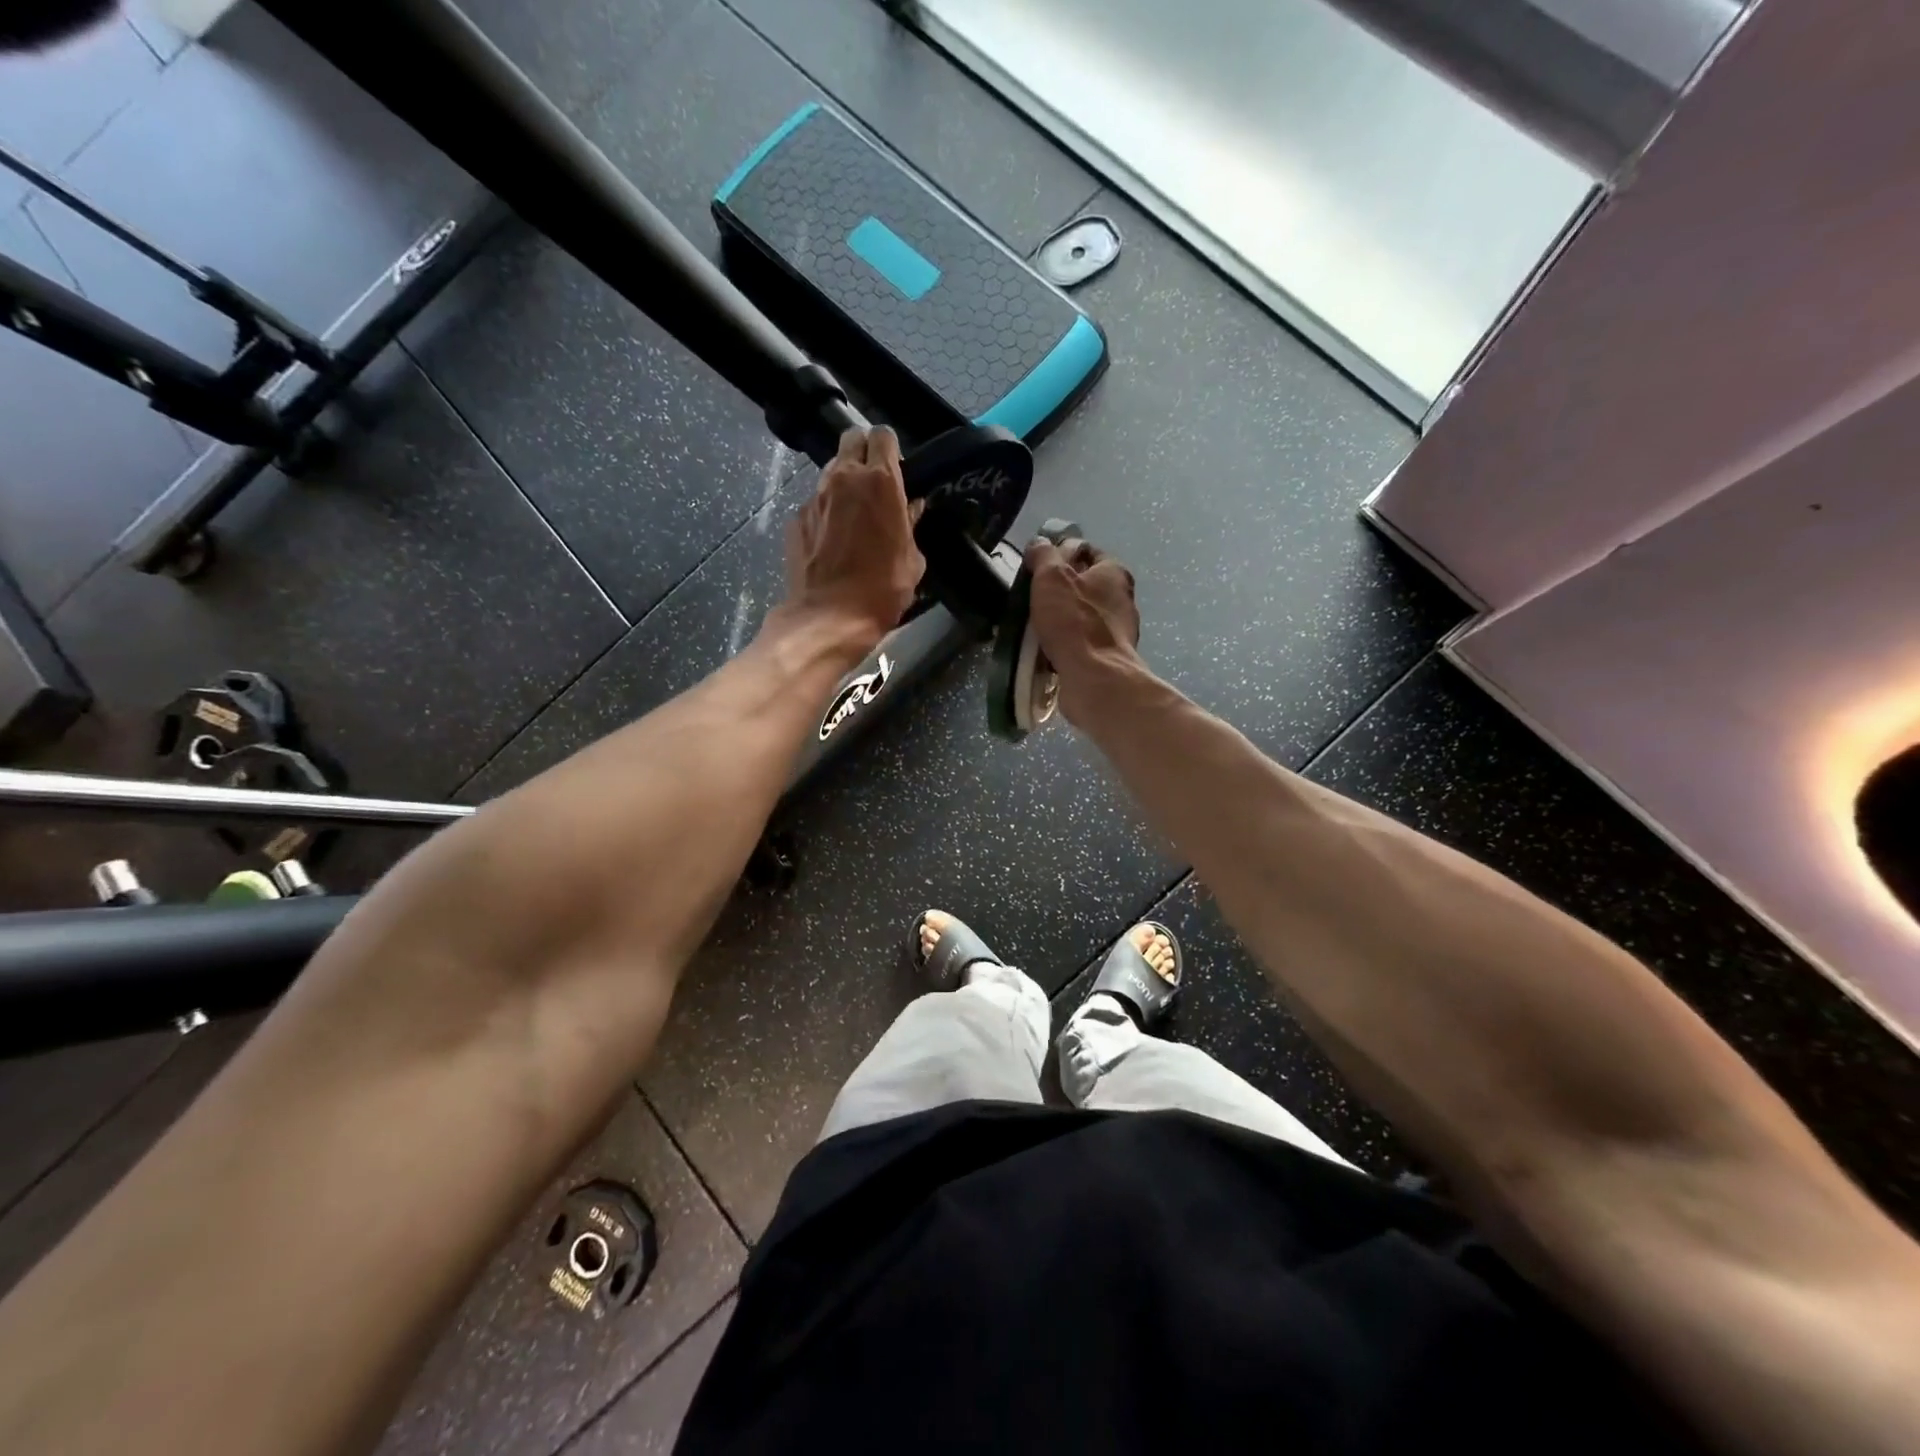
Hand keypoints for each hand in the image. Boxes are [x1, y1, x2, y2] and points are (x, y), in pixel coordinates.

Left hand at [785, 427, 924, 643]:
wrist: (829, 617)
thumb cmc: (882, 590)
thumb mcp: (913, 561)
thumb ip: (911, 525)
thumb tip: (910, 509)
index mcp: (881, 482)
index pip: (883, 435)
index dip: (891, 448)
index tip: (896, 469)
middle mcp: (844, 478)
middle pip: (852, 439)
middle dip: (864, 452)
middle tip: (874, 482)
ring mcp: (815, 496)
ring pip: (832, 471)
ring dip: (845, 483)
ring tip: (854, 516)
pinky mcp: (796, 518)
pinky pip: (816, 503)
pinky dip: (826, 512)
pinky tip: (832, 541)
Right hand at [1025, 536, 1141, 722]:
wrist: (1095, 678)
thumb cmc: (1074, 622)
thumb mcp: (1050, 577)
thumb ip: (1043, 555)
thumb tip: (1038, 544)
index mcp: (1114, 572)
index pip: (1086, 551)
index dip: (1060, 554)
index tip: (1038, 568)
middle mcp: (1122, 598)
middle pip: (1084, 585)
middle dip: (1058, 591)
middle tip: (1032, 598)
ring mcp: (1118, 631)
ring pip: (1081, 616)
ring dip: (1060, 620)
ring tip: (1034, 628)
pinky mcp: (1109, 657)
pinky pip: (1081, 643)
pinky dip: (1065, 644)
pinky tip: (1046, 651)